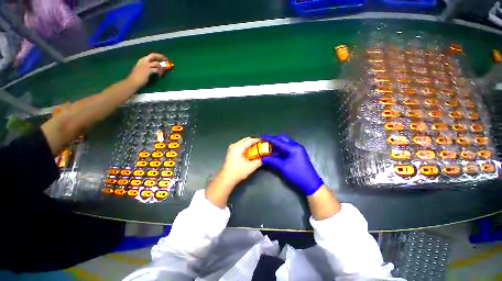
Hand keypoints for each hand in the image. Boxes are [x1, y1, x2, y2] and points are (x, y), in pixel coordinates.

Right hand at [127, 53, 167, 87]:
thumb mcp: (141, 69)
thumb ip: (147, 66)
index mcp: (142, 60)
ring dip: (162, 67)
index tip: (164, 58)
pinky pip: (156, 70)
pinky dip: (160, 72)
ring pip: (157, 63)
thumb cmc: (137, 77)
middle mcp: (144, 61)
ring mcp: (146, 65)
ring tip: (163, 71)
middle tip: (167, 60)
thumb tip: (156, 68)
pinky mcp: (148, 70)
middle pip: (153, 55)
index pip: (152, 55)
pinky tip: (160, 75)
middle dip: (161, 57)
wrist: (133, 81)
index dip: (159, 56)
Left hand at [205, 137, 261, 207]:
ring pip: (242, 142)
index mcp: (238, 148)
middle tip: (260, 145)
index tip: (264, 141)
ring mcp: (231, 148)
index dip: (257, 140)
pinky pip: (240, 145)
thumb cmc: (238, 172)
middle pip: (245, 140)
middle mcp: (234, 146)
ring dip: (249, 144)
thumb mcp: (251, 167)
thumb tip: (265, 158)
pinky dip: (245, 147)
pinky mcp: (231, 152)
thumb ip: (259, 161)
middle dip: (253, 141)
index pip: (250, 141)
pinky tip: (249, 152)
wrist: (226, 178)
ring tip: (256, 148)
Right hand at [261, 135, 323, 195]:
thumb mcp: (283, 167)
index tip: (262, 137)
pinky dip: (281, 149)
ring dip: (277, 145)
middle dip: (274, 140)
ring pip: (285, 144)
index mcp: (293, 148)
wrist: (311, 184)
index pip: (278, 141)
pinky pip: (287, 149)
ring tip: (269, 148)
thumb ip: (272, 161)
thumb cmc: (297, 175)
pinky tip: (275, 153)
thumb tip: (263, 158)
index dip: (269, 138)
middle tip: (266, 142)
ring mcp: (297, 150)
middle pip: (283, 139)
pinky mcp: (297, 155)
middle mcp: (296, 146)